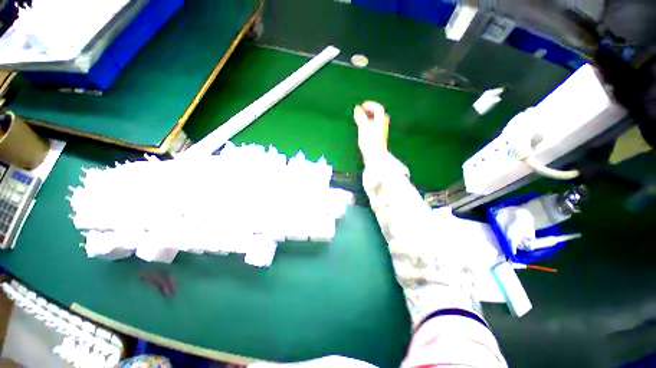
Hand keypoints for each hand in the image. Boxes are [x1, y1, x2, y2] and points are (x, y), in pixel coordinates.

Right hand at [353, 101, 388, 161]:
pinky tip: (364, 130)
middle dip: (370, 111)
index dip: (369, 105)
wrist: (375, 155)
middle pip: (378, 114)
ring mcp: (382, 131)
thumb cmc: (369, 140)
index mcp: (381, 118)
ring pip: (377, 121)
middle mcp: (383, 123)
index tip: (361, 106)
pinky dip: (369, 125)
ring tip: (361, 120)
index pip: (377, 107)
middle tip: (362, 112)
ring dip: (369, 118)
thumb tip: (356, 108)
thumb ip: (360, 116)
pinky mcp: (379, 138)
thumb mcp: (363, 126)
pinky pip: (375, 127)